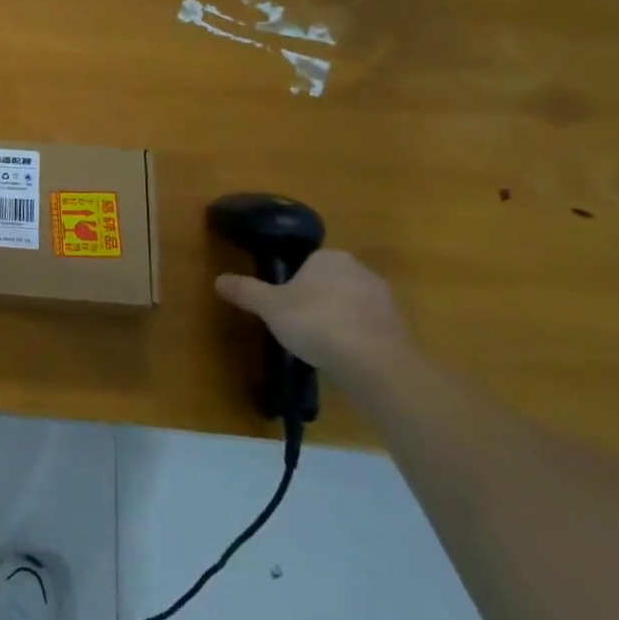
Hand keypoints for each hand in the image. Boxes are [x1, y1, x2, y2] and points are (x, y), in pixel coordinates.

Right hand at [214, 250, 414, 379]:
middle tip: (298, 323)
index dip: (294, 281)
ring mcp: (385, 300)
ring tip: (320, 344)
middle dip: (317, 299)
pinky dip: (356, 338)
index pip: (309, 262)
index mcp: (330, 257)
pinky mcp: (400, 329)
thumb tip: (218, 279)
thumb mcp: (269, 306)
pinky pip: (369, 327)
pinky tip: (343, 356)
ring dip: (339, 319)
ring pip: (352, 304)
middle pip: (331, 281)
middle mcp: (361, 270)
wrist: (373, 361)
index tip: (283, 303)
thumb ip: (246, 290)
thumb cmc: (315, 321)